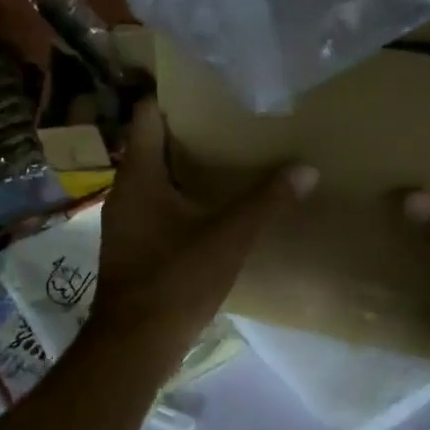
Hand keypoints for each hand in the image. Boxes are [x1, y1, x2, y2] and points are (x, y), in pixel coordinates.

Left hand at [90, 98, 316, 356]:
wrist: (135, 343)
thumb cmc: (175, 280)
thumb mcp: (228, 239)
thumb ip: (266, 202)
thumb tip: (306, 169)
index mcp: (139, 176)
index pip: (147, 115)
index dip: (172, 95)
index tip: (206, 86)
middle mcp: (124, 191)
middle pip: (152, 145)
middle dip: (188, 132)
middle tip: (230, 120)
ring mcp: (124, 221)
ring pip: (154, 179)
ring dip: (184, 168)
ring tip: (227, 158)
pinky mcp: (132, 246)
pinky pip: (155, 206)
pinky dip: (179, 198)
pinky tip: (209, 207)